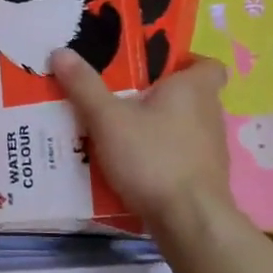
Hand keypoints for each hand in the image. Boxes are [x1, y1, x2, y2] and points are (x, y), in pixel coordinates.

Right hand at [51, 49, 236, 234]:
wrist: (190, 221)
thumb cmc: (153, 157)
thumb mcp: (108, 119)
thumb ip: (84, 86)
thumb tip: (60, 51)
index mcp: (194, 89)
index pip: (208, 64)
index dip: (186, 62)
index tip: (156, 68)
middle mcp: (211, 114)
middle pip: (190, 95)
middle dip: (160, 96)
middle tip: (123, 98)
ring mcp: (212, 150)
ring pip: (185, 127)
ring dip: (159, 128)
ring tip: (120, 133)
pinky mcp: (205, 179)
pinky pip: (182, 156)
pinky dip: (162, 157)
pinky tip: (134, 167)